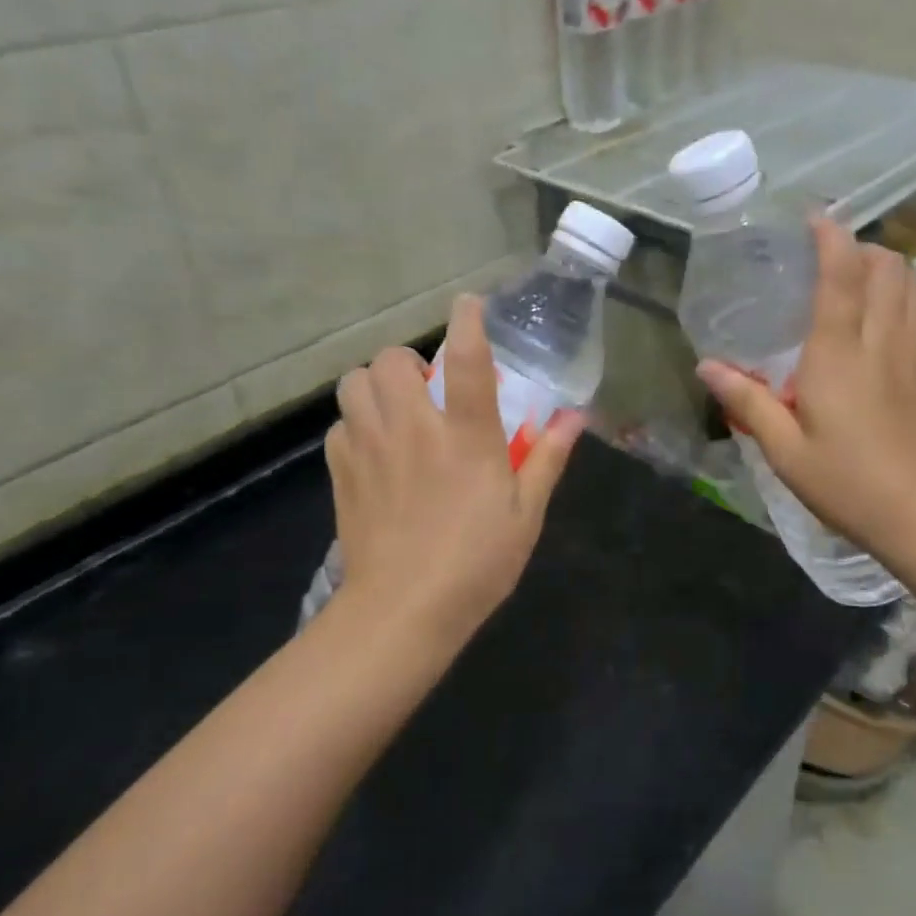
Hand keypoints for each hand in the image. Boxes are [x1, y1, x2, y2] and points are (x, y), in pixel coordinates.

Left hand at [325, 295, 583, 648]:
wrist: (404, 610)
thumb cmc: (477, 563)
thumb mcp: (526, 512)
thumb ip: (549, 457)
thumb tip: (576, 417)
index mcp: (466, 437)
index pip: (467, 360)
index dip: (467, 321)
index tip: (468, 305)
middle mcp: (413, 429)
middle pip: (391, 361)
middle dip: (408, 363)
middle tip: (427, 392)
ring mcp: (371, 448)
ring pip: (353, 384)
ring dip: (375, 387)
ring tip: (396, 412)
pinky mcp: (342, 472)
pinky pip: (339, 425)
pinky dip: (356, 425)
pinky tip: (375, 451)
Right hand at [696, 214, 915, 561]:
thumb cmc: (848, 483)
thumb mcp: (784, 450)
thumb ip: (747, 402)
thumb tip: (707, 367)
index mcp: (839, 354)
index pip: (841, 276)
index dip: (831, 238)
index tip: (815, 216)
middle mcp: (880, 342)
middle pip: (887, 269)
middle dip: (863, 247)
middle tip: (830, 254)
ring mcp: (913, 357)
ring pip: (910, 287)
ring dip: (887, 267)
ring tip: (857, 275)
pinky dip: (903, 296)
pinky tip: (883, 318)